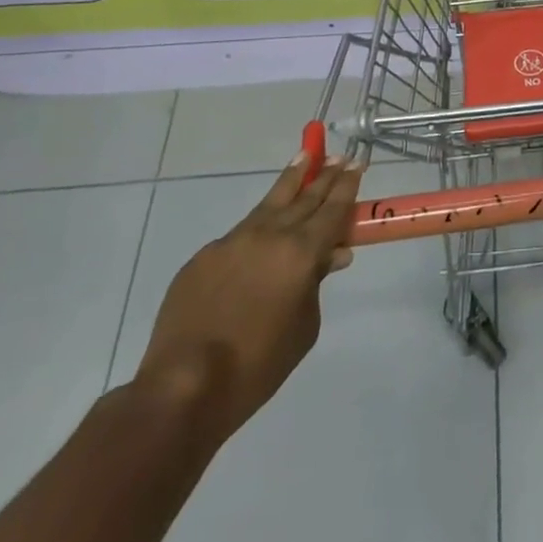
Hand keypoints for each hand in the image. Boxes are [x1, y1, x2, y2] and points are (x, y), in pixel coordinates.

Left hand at [133, 155, 362, 444]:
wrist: (184, 385)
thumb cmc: (258, 364)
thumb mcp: (305, 327)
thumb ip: (317, 284)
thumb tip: (329, 257)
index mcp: (301, 252)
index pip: (332, 208)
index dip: (348, 184)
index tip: (358, 161)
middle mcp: (270, 235)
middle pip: (305, 197)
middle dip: (325, 175)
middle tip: (340, 156)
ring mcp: (233, 242)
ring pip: (270, 203)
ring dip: (291, 180)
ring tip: (305, 157)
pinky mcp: (203, 257)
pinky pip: (239, 234)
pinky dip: (258, 226)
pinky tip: (263, 231)